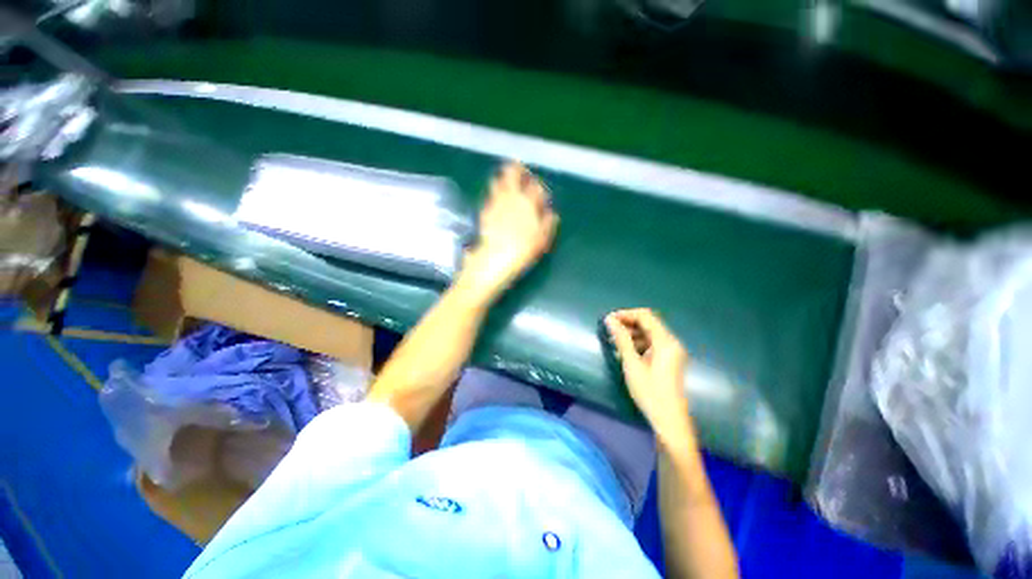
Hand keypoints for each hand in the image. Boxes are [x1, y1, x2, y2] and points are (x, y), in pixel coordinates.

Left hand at [458, 162, 558, 300]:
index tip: (537, 188)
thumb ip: (547, 224)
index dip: (537, 185)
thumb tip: (552, 214)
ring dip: (503, 177)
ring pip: (499, 182)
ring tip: (506, 175)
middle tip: (518, 166)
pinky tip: (495, 195)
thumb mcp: (541, 240)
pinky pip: (490, 195)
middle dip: (517, 169)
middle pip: (513, 175)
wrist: (494, 259)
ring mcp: (496, 203)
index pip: (535, 187)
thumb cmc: (522, 251)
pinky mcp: (485, 211)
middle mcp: (511, 199)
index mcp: (528, 204)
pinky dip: (494, 191)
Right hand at [605, 309, 692, 445]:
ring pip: (650, 333)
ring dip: (632, 333)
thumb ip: (621, 339)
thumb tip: (610, 320)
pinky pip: (653, 344)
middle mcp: (671, 342)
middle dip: (628, 323)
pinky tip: (625, 351)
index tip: (609, 320)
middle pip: (649, 323)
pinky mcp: (669, 360)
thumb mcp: (632, 363)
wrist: (669, 420)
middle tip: (609, 330)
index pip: (645, 316)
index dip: (626, 314)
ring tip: (614, 341)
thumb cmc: (649, 391)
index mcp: (665, 341)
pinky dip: (638, 343)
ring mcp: (672, 352)